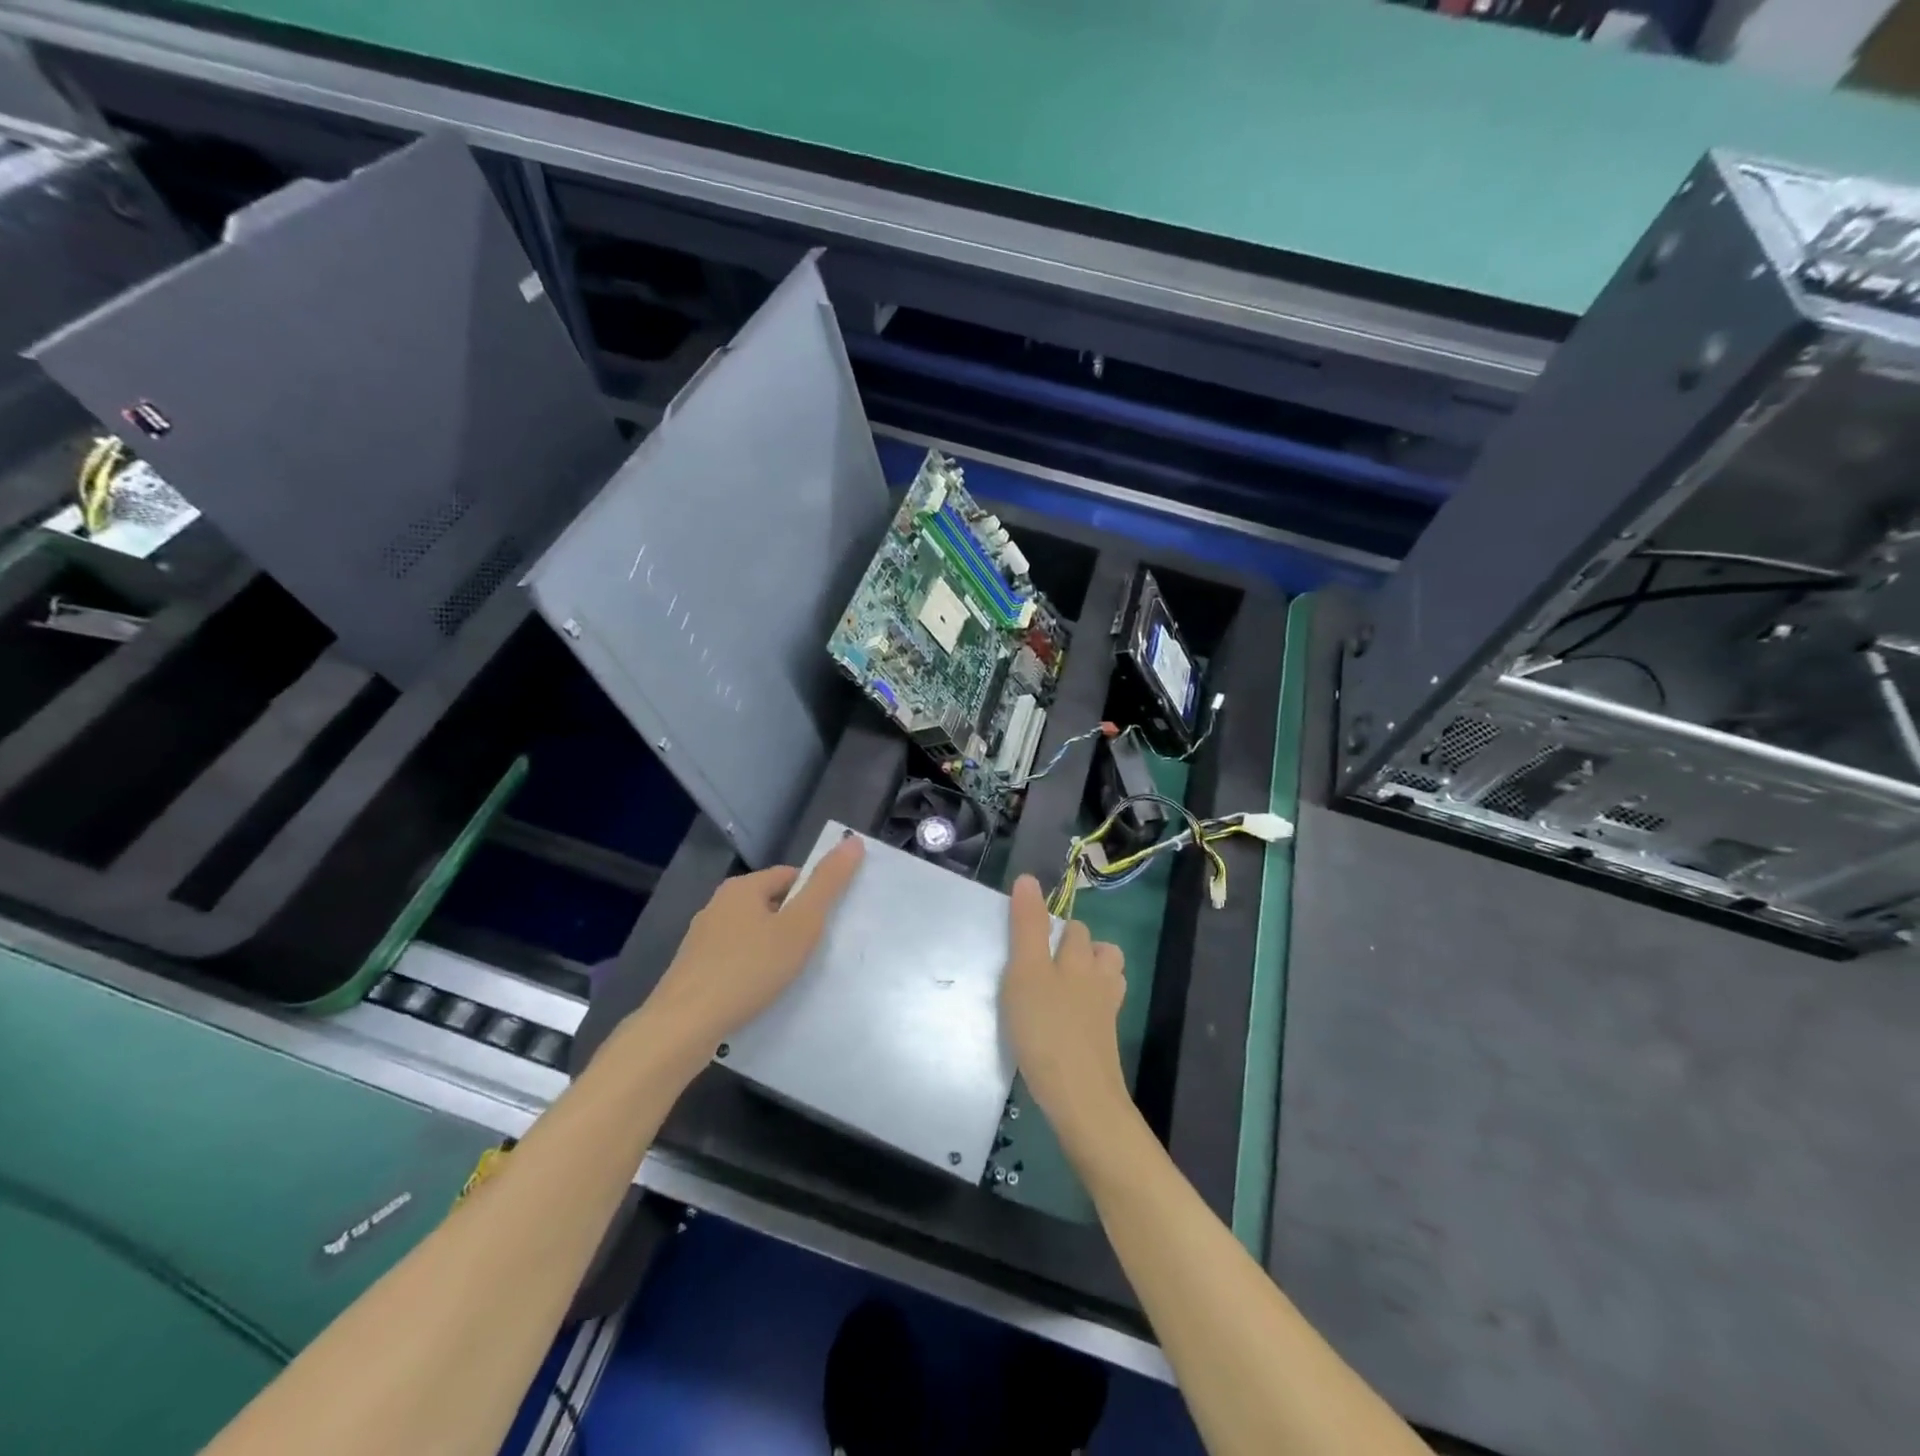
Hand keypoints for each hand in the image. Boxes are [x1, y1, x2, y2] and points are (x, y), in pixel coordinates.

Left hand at [641, 837, 864, 1060]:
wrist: (684, 1027)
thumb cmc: (749, 969)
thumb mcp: (800, 925)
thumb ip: (827, 885)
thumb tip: (852, 841)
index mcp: (742, 887)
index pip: (790, 876)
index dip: (814, 896)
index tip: (829, 925)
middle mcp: (718, 905)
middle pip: (770, 904)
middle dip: (793, 923)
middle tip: (814, 952)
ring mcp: (702, 939)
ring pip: (751, 933)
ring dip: (772, 948)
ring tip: (791, 975)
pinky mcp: (694, 969)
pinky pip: (735, 958)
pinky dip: (752, 969)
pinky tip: (761, 992)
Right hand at [1001, 875, 1129, 1153]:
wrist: (1080, 1098)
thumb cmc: (1047, 1029)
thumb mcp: (1026, 972)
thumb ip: (1027, 927)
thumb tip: (1028, 879)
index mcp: (1080, 959)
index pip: (1074, 928)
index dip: (1055, 926)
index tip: (1030, 935)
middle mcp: (1099, 981)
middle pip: (1099, 951)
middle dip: (1079, 947)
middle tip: (1043, 960)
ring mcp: (1106, 1015)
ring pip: (1106, 980)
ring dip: (1090, 976)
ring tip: (1060, 986)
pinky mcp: (1104, 1044)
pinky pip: (1100, 1013)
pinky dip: (1088, 1009)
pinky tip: (1066, 1022)